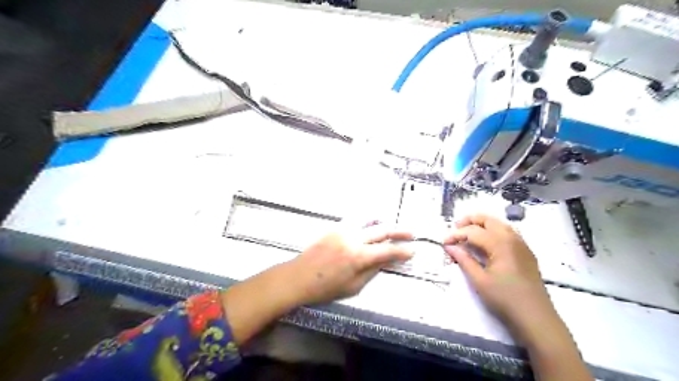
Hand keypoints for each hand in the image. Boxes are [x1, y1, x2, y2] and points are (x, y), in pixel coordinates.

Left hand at [290, 225, 416, 304]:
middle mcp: (353, 238)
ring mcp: (342, 230)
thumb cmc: (325, 288)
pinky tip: (370, 226)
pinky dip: (366, 223)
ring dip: (382, 223)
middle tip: (411, 233)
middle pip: (381, 230)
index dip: (402, 251)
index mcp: (358, 256)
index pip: (387, 251)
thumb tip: (385, 261)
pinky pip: (355, 221)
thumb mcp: (353, 286)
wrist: (298, 277)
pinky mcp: (334, 228)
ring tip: (391, 227)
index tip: (412, 250)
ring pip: (368, 220)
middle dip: (399, 231)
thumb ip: (371, 271)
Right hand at [447, 214, 555, 336]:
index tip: (444, 242)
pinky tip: (486, 242)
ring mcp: (521, 244)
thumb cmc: (504, 299)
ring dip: (482, 224)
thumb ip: (463, 260)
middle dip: (469, 220)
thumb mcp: (479, 280)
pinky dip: (493, 230)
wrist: (536, 318)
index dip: (456, 235)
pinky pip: (508, 232)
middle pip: (488, 219)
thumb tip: (450, 247)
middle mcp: (512, 238)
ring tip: (468, 233)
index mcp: (500, 243)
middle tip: (455, 229)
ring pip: (499, 223)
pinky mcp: (525, 252)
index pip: (473, 231)